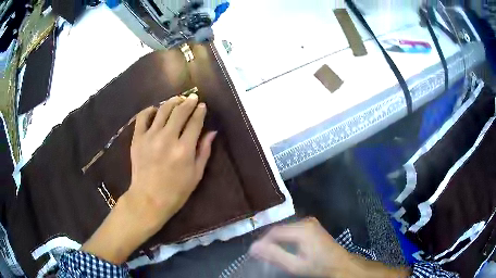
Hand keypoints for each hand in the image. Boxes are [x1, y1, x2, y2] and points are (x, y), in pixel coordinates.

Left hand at [82, 94, 216, 263]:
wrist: (148, 199)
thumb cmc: (176, 191)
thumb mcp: (196, 174)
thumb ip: (204, 151)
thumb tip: (212, 132)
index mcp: (184, 149)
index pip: (195, 122)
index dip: (200, 111)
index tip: (203, 106)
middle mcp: (167, 138)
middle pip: (179, 111)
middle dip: (188, 102)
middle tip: (193, 97)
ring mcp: (150, 137)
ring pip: (162, 110)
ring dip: (172, 102)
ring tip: (177, 99)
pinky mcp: (137, 139)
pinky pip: (142, 117)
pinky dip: (149, 110)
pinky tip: (155, 109)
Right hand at [249, 218, 351, 276]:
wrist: (340, 264)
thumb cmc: (318, 266)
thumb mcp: (295, 265)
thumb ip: (274, 255)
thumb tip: (254, 247)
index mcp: (302, 229)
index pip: (274, 232)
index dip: (263, 242)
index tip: (255, 253)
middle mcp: (306, 221)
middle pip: (280, 229)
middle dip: (269, 241)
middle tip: (262, 254)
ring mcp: (310, 221)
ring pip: (285, 228)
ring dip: (276, 240)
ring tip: (271, 252)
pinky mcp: (312, 225)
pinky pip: (292, 229)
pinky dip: (285, 238)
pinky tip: (285, 247)